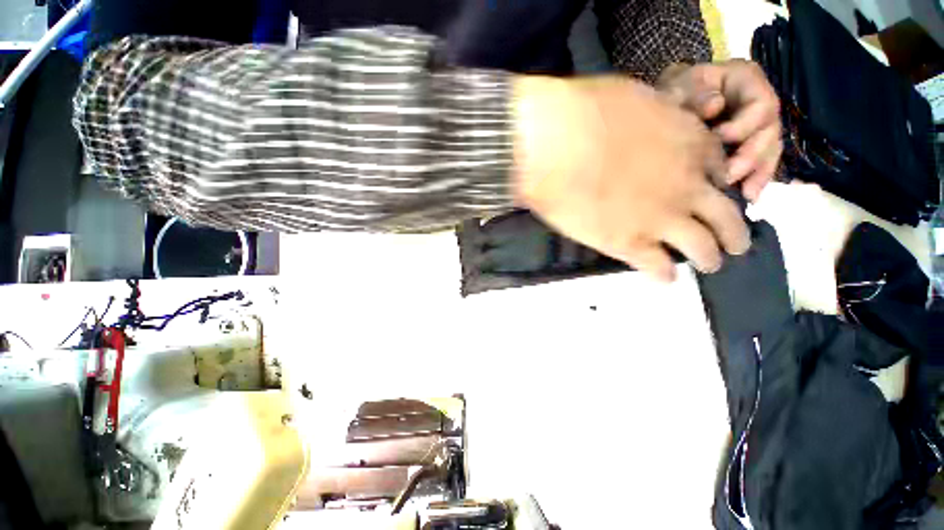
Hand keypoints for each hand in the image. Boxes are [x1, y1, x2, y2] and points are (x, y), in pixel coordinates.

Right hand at [512, 76, 749, 281]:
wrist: (557, 147)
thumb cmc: (587, 113)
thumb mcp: (635, 98)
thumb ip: (654, 116)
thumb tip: (649, 126)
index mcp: (690, 146)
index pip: (721, 171)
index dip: (721, 185)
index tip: (718, 194)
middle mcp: (686, 188)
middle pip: (726, 217)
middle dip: (734, 233)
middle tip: (735, 246)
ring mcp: (661, 219)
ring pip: (703, 248)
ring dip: (709, 259)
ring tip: (708, 265)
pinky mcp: (628, 243)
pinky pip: (658, 267)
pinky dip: (664, 274)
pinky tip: (664, 277)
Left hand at [657, 60, 781, 200]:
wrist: (669, 104)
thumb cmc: (674, 92)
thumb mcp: (680, 86)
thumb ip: (696, 94)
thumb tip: (715, 106)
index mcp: (746, 80)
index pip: (762, 103)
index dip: (745, 125)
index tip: (719, 139)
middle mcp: (758, 103)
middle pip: (770, 131)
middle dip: (751, 156)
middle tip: (728, 176)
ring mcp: (757, 126)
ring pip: (769, 150)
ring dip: (757, 173)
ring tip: (743, 194)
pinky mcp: (749, 145)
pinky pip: (760, 164)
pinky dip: (755, 180)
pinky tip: (748, 197)